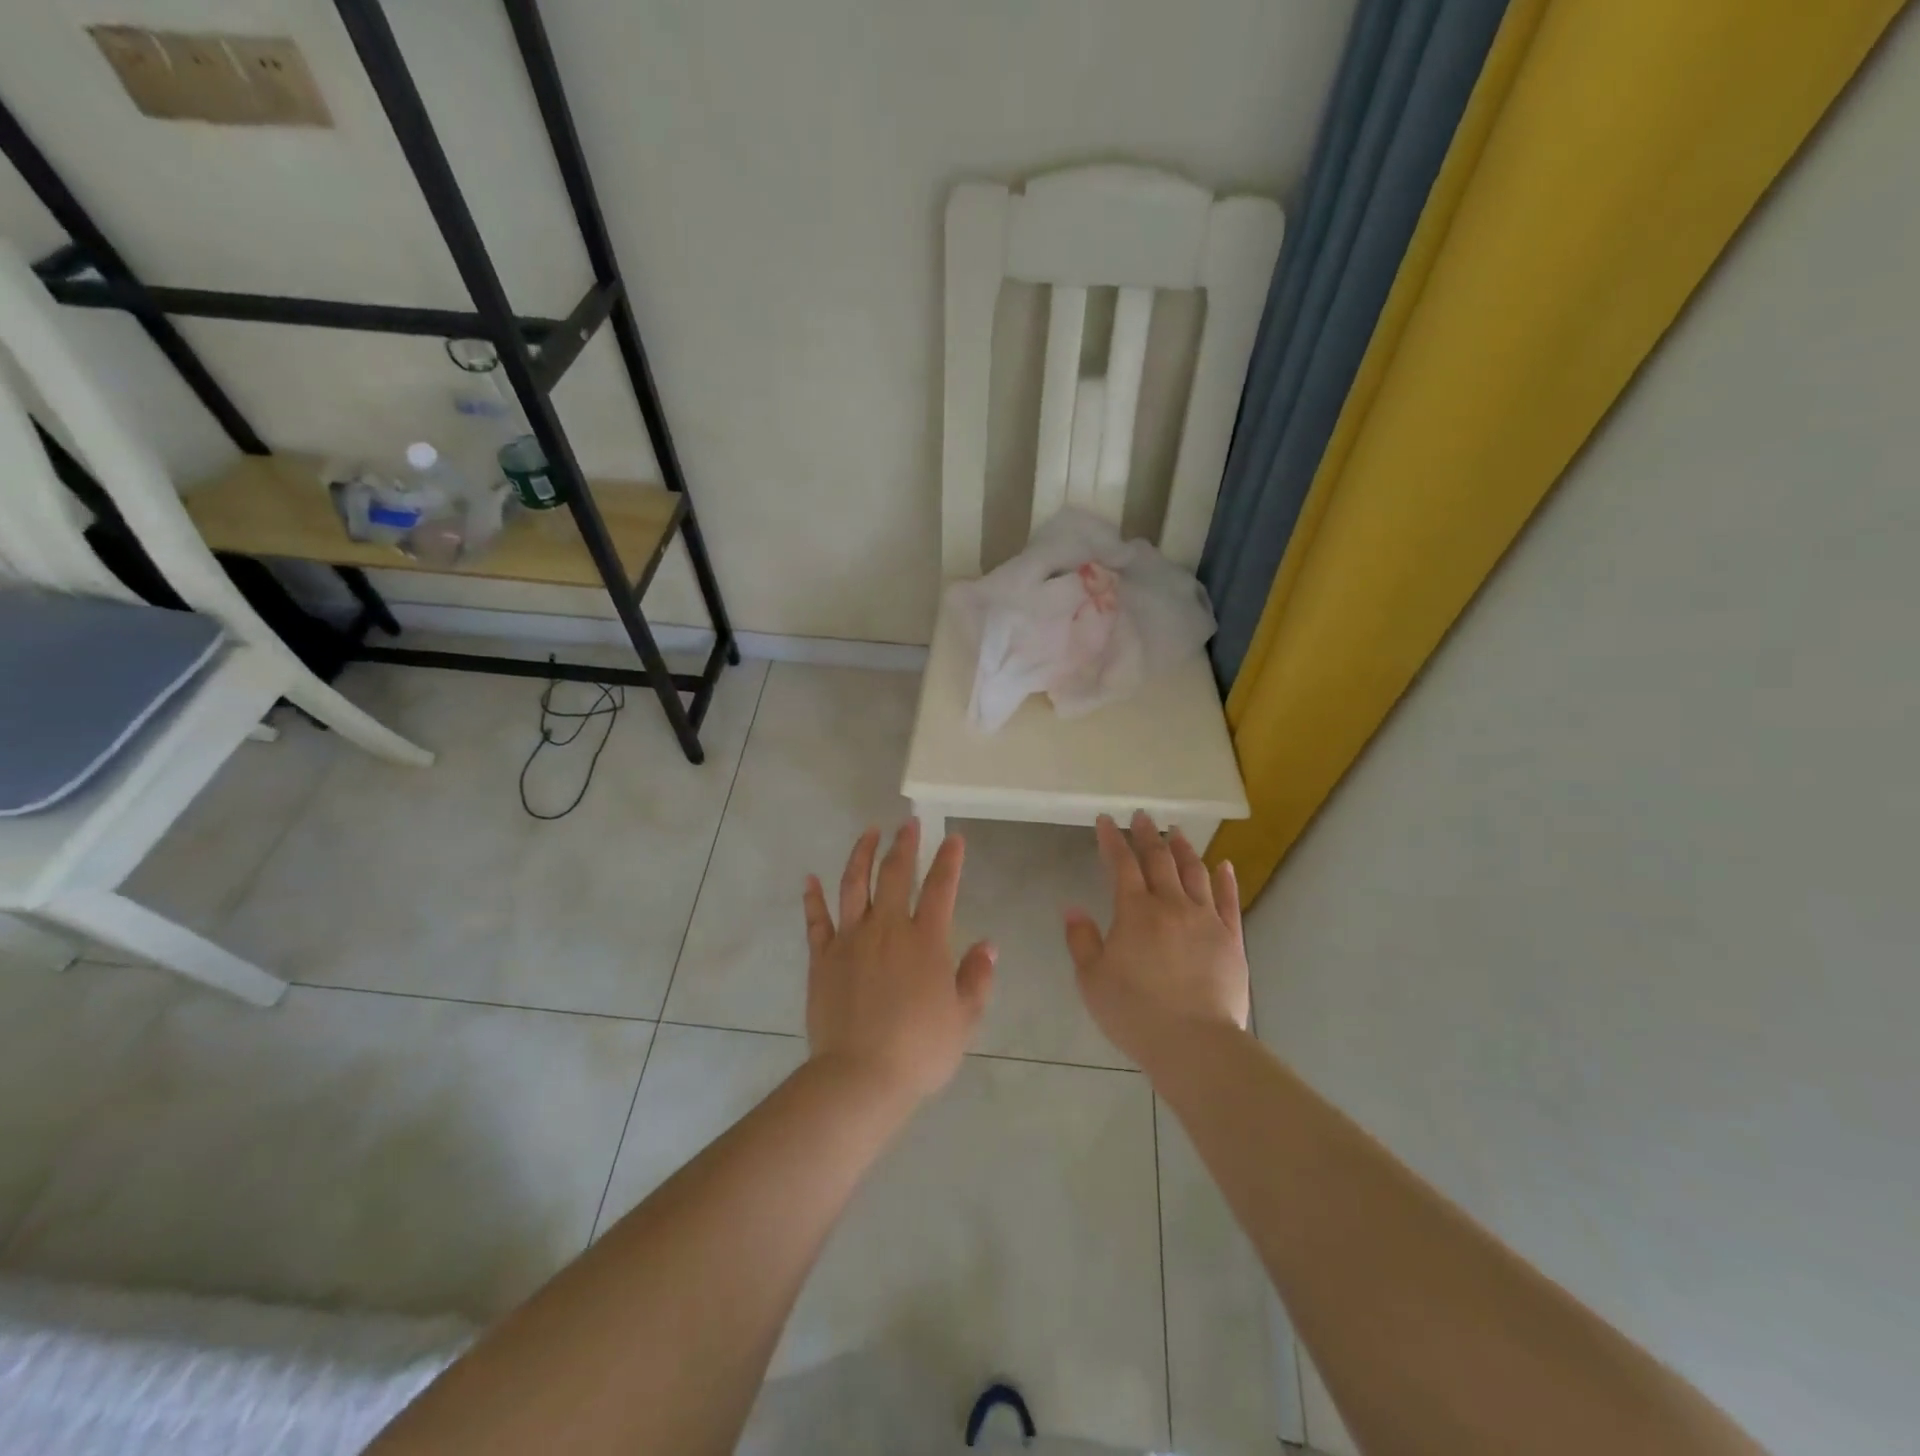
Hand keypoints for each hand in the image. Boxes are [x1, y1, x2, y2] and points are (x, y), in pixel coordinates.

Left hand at [803, 821, 996, 1104]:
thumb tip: (988, 945)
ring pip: (853, 885)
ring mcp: (850, 940)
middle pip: (894, 874)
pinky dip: (813, 897)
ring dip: (861, 854)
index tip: (953, 838)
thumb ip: (976, 978)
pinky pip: (816, 920)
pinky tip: (810, 879)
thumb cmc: (920, 1050)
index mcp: (925, 940)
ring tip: (868, 833)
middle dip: (904, 844)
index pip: (941, 888)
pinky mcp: (822, 958)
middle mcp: (887, 929)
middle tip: (908, 823)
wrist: (860, 1076)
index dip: (948, 860)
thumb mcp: (964, 1018)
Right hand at [1064, 812, 1249, 1070]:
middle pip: (1159, 860)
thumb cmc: (1135, 1013)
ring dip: (1184, 849)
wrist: (1194, 1044)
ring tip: (1178, 832)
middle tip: (1143, 816)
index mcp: (1135, 911)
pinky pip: (1229, 901)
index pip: (1121, 864)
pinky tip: (1224, 865)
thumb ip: (1081, 940)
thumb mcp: (1091, 980)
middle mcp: (1171, 905)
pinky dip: (1226, 879)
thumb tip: (1072, 907)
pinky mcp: (1231, 939)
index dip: (1112, 839)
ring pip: (1195, 873)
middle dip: (1148, 835)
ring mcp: (1206, 919)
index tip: (1106, 820)